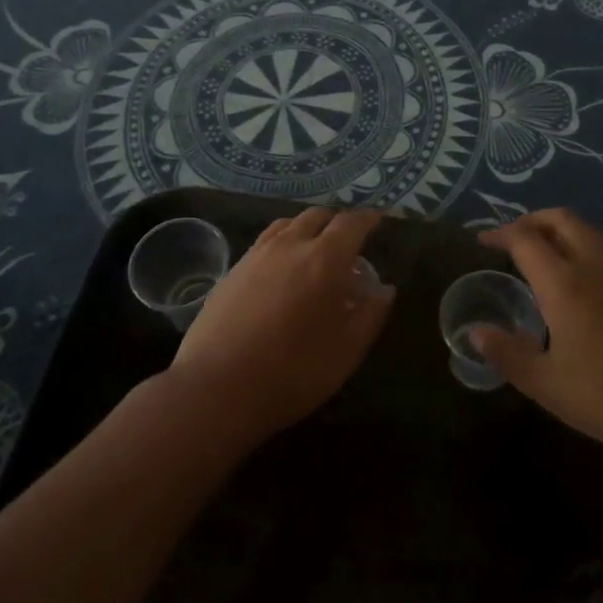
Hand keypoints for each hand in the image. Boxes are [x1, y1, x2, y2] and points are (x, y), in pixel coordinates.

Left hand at [169, 208, 394, 440]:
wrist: (217, 387)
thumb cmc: (293, 371)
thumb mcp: (347, 351)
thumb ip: (371, 315)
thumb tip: (385, 289)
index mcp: (324, 259)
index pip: (352, 223)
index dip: (368, 219)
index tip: (378, 220)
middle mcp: (290, 245)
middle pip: (318, 216)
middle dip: (337, 222)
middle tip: (349, 242)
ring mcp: (257, 254)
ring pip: (288, 224)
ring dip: (307, 228)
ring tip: (315, 250)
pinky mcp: (233, 270)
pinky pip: (265, 241)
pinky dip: (282, 242)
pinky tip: (282, 268)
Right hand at [473, 208, 602, 464]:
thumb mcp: (546, 384)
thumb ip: (507, 353)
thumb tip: (475, 332)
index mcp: (565, 285)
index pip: (526, 239)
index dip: (500, 234)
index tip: (482, 241)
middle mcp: (594, 268)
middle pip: (561, 219)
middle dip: (532, 220)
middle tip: (511, 239)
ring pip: (587, 231)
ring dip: (558, 230)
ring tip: (539, 253)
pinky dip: (580, 247)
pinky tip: (575, 280)